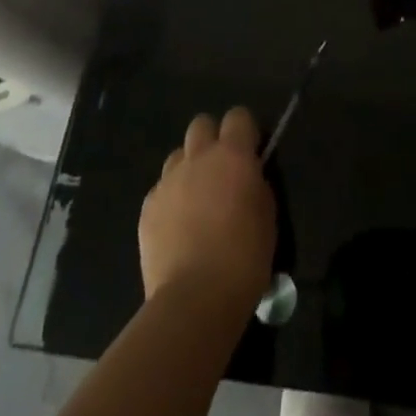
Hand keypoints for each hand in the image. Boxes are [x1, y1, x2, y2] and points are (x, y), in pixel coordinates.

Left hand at [139, 107, 275, 309]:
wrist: (195, 299)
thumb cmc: (244, 258)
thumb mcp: (267, 216)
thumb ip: (256, 185)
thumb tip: (248, 177)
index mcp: (232, 155)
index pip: (238, 116)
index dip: (244, 130)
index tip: (250, 150)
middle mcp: (198, 157)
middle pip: (201, 125)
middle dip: (211, 140)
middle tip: (220, 170)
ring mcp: (169, 181)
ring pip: (177, 156)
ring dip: (188, 169)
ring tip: (195, 200)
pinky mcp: (148, 207)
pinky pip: (161, 190)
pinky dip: (170, 200)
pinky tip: (177, 228)